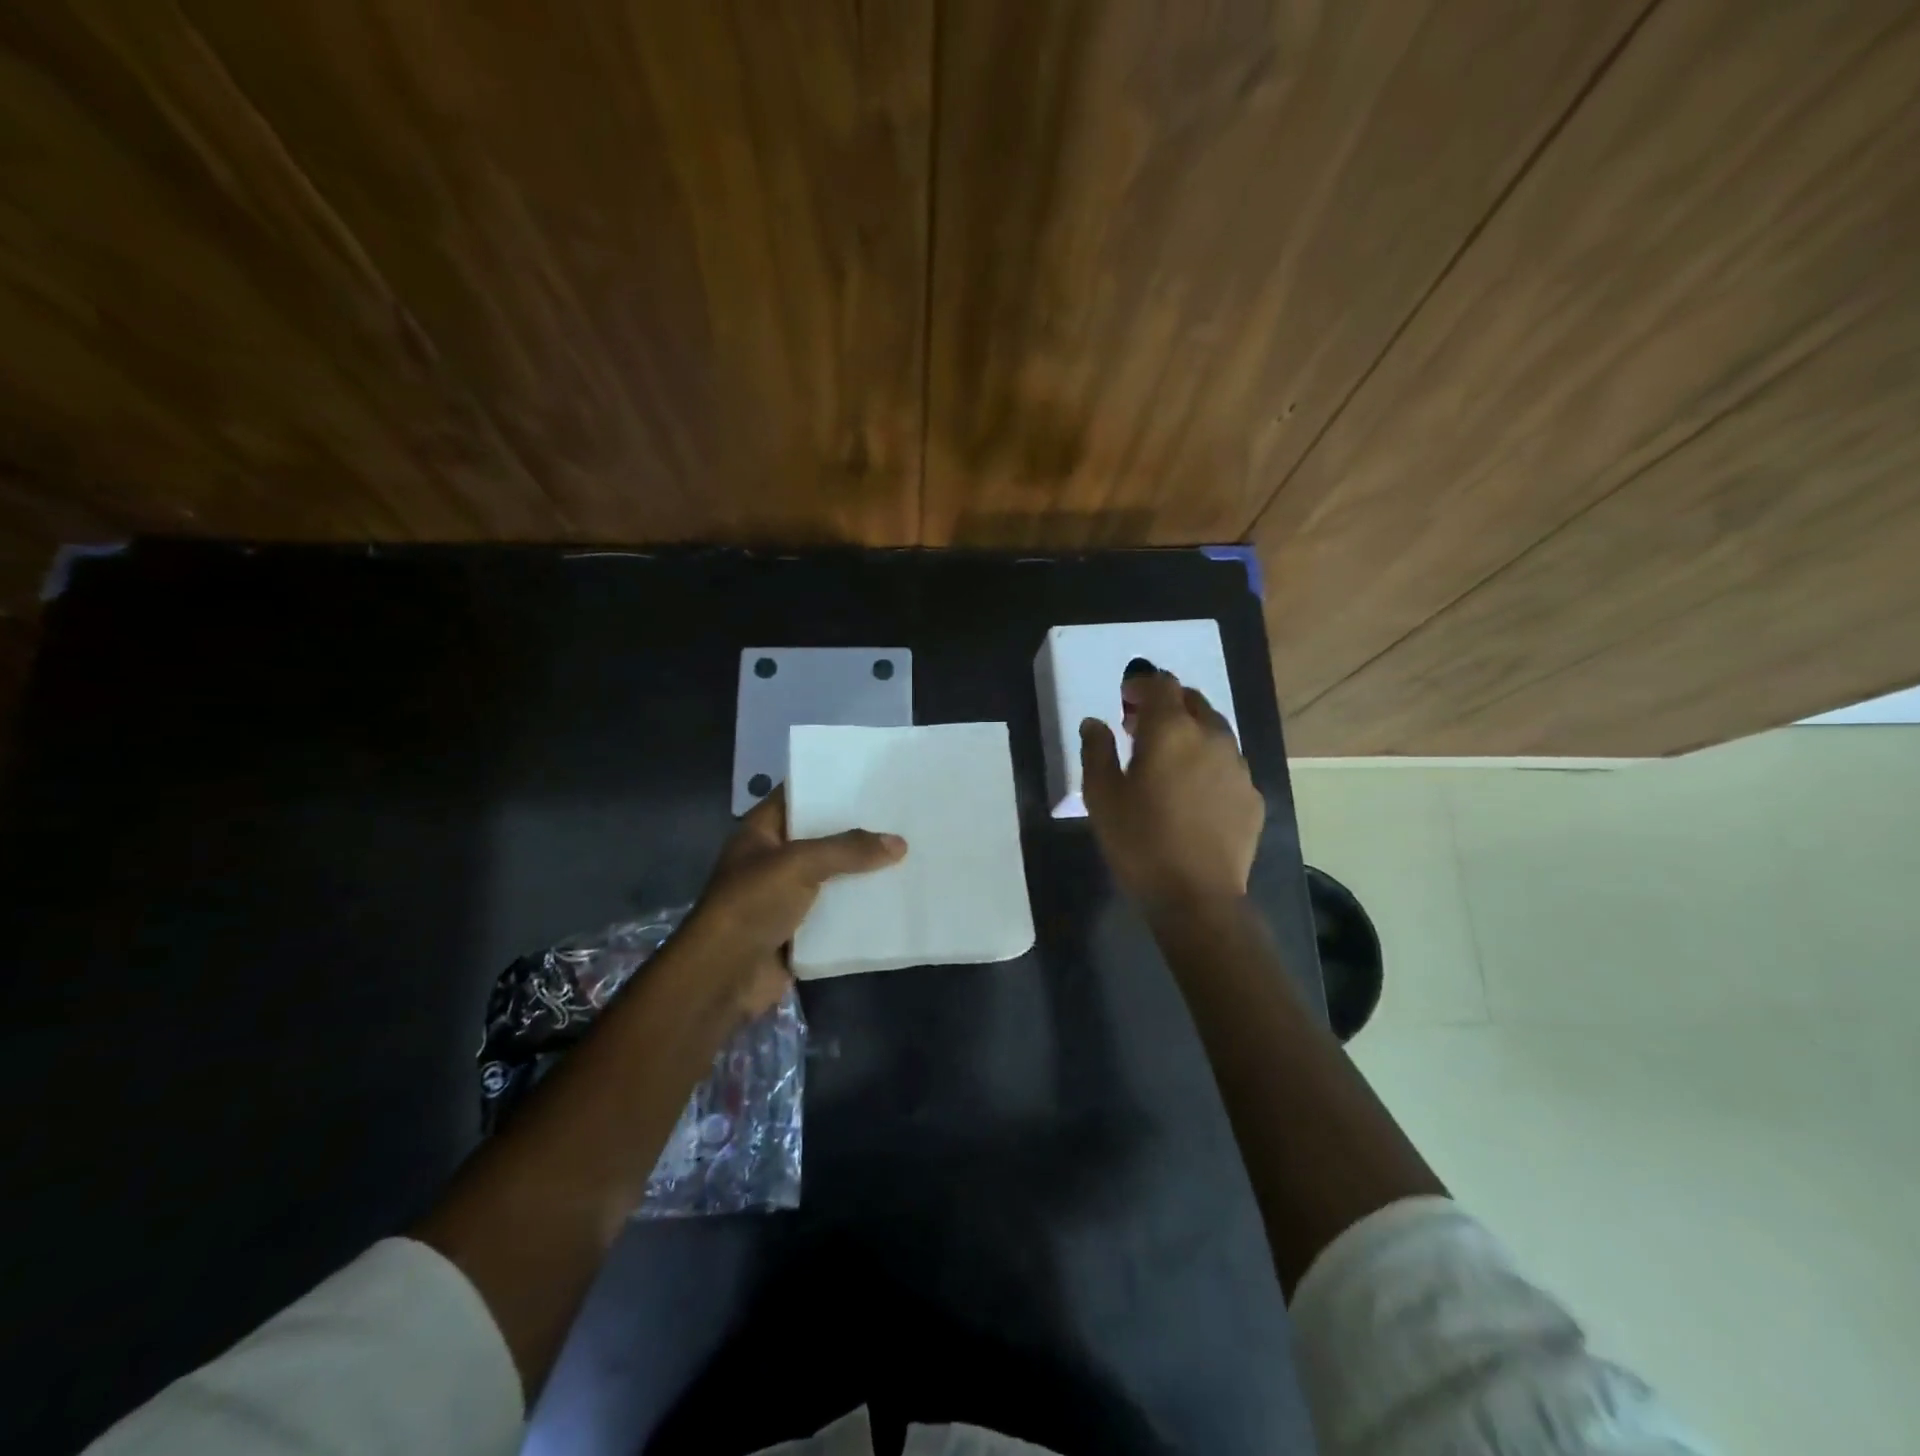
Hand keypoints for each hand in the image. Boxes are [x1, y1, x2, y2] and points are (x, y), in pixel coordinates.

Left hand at [679, 788, 906, 1018]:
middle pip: (820, 837)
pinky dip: (858, 908)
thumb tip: (899, 843)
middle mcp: (773, 859)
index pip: (797, 796)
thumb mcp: (799, 864)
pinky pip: (835, 912)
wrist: (723, 976)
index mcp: (761, 832)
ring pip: (831, 876)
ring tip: (907, 852)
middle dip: (855, 830)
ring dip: (861, 871)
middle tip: (900, 814)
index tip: (869, 777)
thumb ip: (848, 850)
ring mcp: (785, 896)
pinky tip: (894, 897)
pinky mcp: (799, 930)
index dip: (829, 785)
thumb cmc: (752, 904)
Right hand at [1081, 669, 1263, 910]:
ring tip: (1167, 760)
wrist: (1197, 897)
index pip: (1161, 684)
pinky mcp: (1252, 796)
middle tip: (1140, 727)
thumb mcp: (1102, 796)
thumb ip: (1097, 751)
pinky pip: (1228, 764)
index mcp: (1172, 731)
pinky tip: (1192, 792)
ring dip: (1189, 732)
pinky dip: (1207, 763)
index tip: (1124, 699)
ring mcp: (1238, 767)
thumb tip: (1095, 724)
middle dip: (1166, 704)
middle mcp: (1212, 737)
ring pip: (1214, 731)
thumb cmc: (1140, 842)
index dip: (1141, 684)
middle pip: (1192, 701)